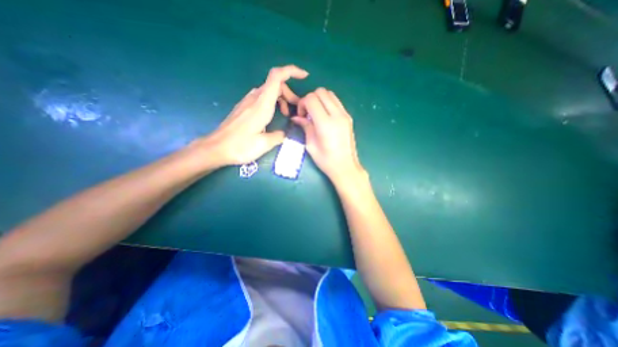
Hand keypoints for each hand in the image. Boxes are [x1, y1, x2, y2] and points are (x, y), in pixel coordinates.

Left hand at [192, 65, 309, 168]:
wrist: (216, 148)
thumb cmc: (240, 146)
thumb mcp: (264, 144)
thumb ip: (279, 136)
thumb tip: (284, 133)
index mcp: (262, 105)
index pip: (277, 77)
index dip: (291, 71)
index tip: (304, 76)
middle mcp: (255, 98)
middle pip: (276, 84)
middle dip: (290, 93)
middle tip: (297, 109)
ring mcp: (248, 101)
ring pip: (269, 91)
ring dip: (282, 99)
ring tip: (287, 114)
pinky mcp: (245, 107)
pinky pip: (262, 98)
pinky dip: (273, 103)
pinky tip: (273, 117)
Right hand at [293, 87, 363, 184]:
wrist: (346, 167)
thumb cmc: (326, 160)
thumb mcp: (311, 145)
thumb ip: (305, 127)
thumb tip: (296, 117)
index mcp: (325, 123)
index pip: (311, 99)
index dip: (302, 103)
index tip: (301, 115)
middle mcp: (337, 115)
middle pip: (321, 92)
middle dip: (310, 99)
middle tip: (307, 113)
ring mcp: (345, 115)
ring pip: (330, 94)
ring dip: (320, 99)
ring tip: (316, 114)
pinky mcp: (349, 117)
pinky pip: (336, 102)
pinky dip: (328, 103)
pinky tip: (325, 117)